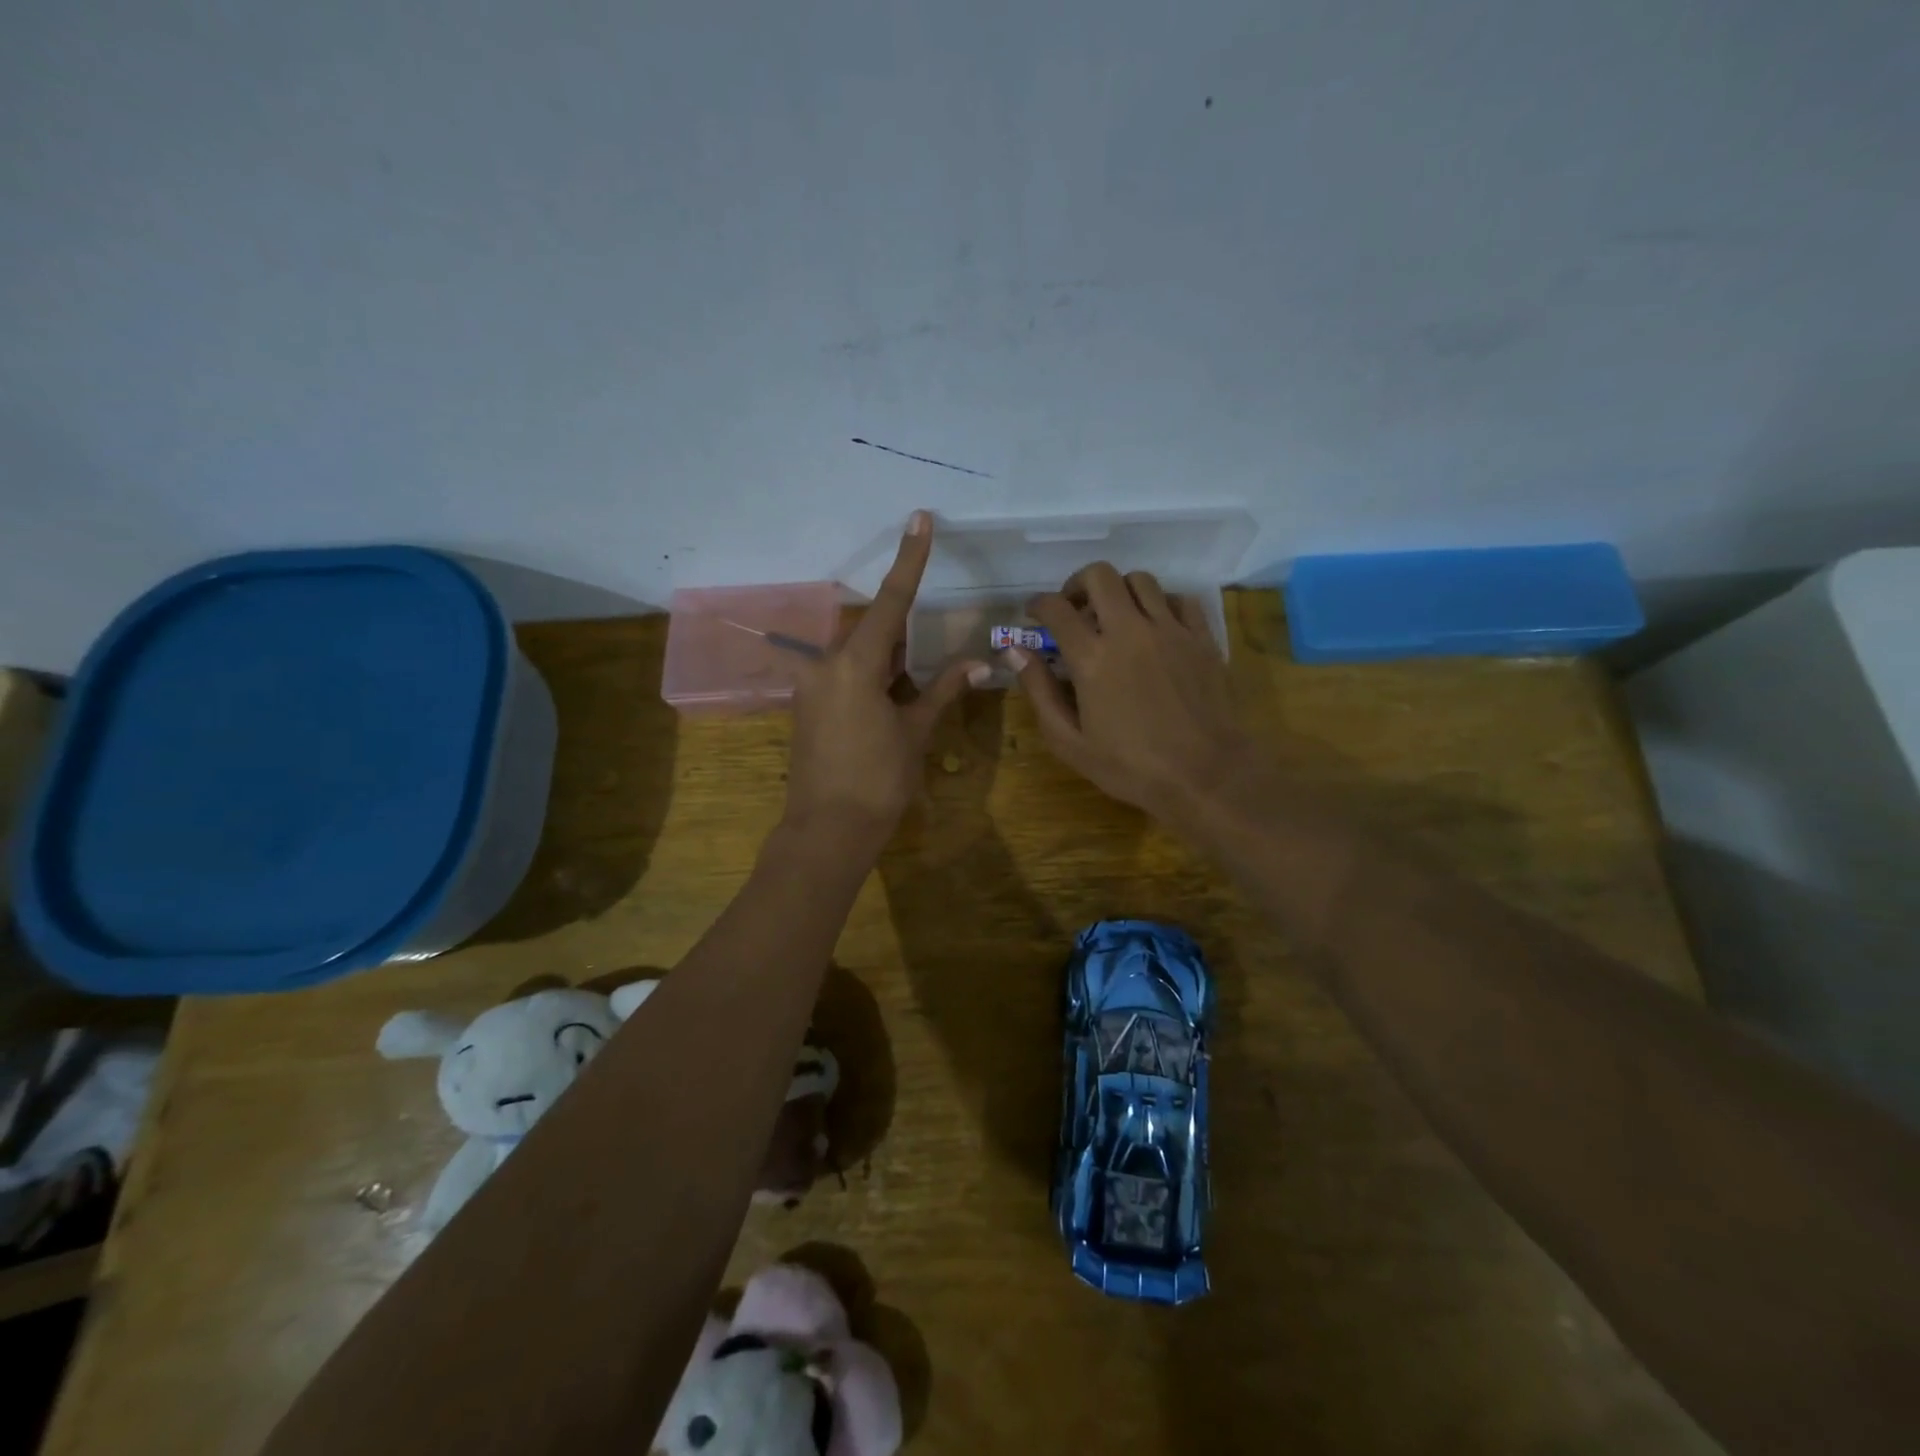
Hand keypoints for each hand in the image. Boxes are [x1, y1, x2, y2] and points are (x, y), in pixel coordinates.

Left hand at [781, 511, 986, 854]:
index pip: (890, 601)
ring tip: (910, 694)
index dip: (909, 559)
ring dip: (888, 663)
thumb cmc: (878, 780)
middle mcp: (826, 666)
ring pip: (858, 656)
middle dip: (903, 638)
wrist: (827, 830)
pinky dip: (871, 680)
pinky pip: (844, 677)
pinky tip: (889, 706)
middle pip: (872, 631)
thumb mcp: (915, 732)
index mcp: (855, 665)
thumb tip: (977, 663)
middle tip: (926, 665)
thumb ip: (942, 690)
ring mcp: (811, 687)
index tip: (919, 518)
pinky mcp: (807, 707)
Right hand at [1010, 563, 1251, 822]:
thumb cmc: (1131, 766)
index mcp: (1092, 657)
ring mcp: (1170, 630)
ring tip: (1115, 615)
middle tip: (1074, 608)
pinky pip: (1180, 600)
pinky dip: (1161, 604)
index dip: (1038, 604)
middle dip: (1078, 584)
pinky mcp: (1202, 638)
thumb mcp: (1070, 742)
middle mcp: (1130, 631)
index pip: (1056, 608)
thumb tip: (1015, 652)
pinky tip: (1155, 626)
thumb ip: (1039, 692)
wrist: (1205, 774)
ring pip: (1141, 580)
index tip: (1033, 613)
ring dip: (1119, 590)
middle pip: (1099, 576)